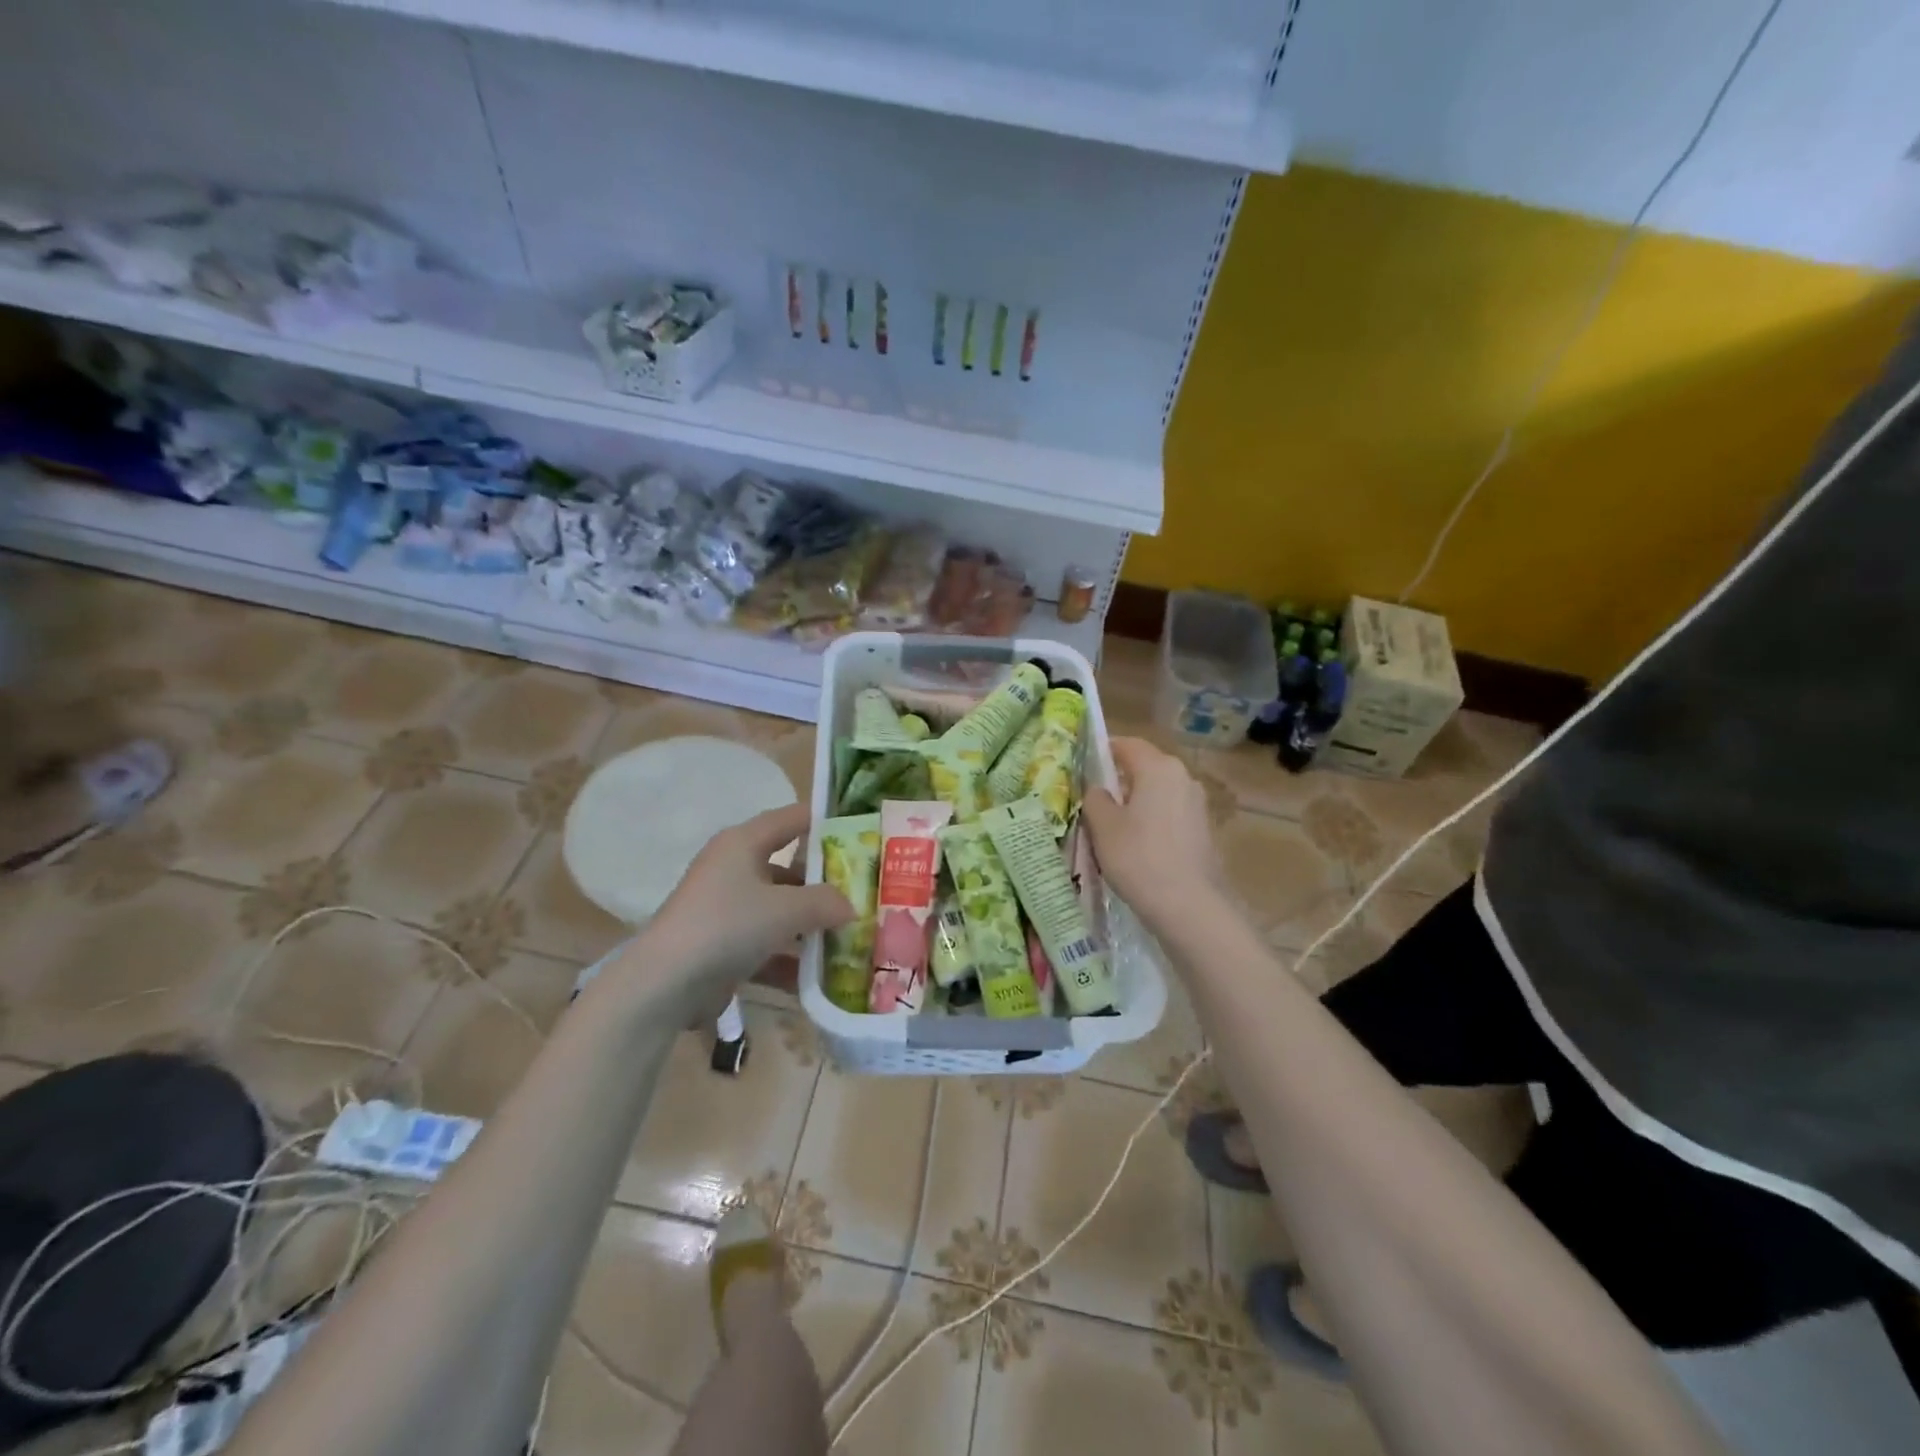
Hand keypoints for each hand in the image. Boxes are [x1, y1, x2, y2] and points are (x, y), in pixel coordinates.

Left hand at [634, 803, 854, 995]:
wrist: (665, 984)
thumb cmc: (728, 925)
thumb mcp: (786, 909)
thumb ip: (826, 902)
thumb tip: (851, 906)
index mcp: (743, 843)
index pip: (793, 819)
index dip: (827, 823)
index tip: (862, 835)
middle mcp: (733, 869)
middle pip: (789, 868)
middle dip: (825, 883)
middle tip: (863, 893)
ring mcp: (726, 910)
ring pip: (779, 910)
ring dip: (810, 925)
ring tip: (850, 937)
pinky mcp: (721, 946)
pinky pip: (765, 945)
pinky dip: (789, 958)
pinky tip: (819, 977)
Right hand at [1082, 738, 1225, 929]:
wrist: (1189, 906)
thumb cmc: (1138, 857)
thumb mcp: (1102, 826)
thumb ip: (1094, 798)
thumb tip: (1098, 790)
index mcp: (1158, 767)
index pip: (1126, 744)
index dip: (1102, 751)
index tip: (1081, 766)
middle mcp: (1183, 777)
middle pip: (1144, 767)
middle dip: (1118, 779)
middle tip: (1091, 799)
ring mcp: (1197, 804)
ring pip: (1157, 792)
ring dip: (1135, 802)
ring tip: (1111, 825)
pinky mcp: (1203, 829)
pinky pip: (1169, 813)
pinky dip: (1151, 820)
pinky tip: (1136, 845)